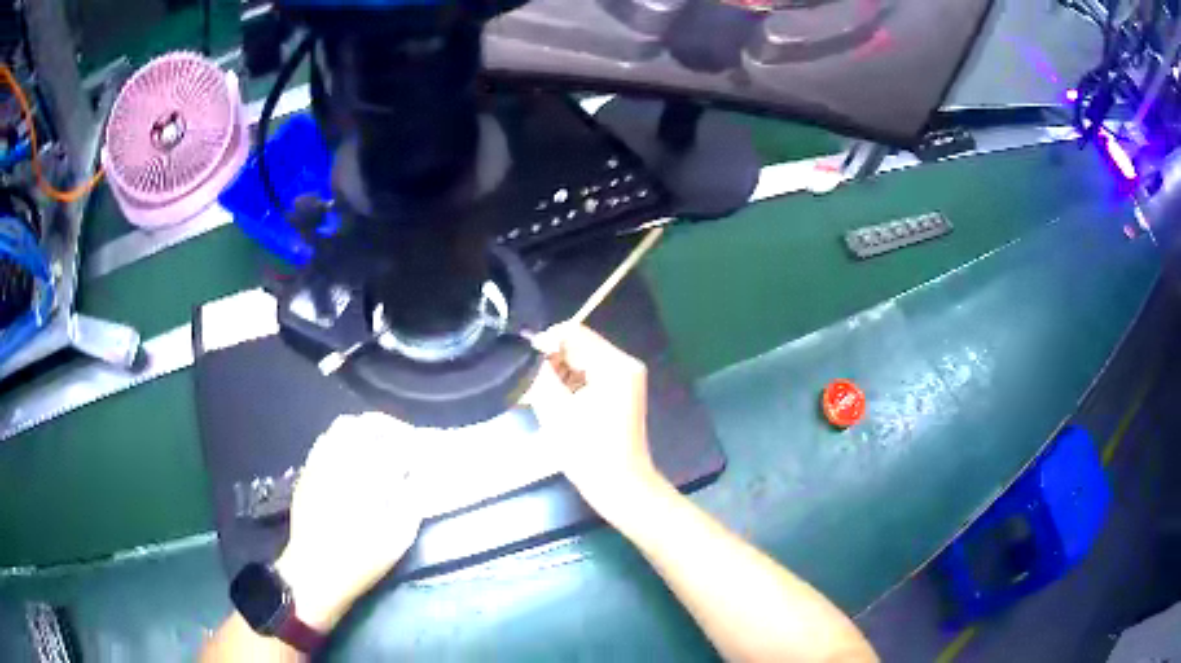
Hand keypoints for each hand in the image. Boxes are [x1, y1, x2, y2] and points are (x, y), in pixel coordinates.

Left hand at [275, 413, 423, 630]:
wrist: (314, 572)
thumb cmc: (360, 560)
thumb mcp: (398, 538)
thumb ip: (412, 502)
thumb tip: (418, 476)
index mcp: (367, 476)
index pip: (397, 444)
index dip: (414, 445)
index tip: (425, 453)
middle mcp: (341, 460)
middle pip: (367, 424)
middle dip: (390, 427)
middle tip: (404, 441)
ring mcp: (321, 462)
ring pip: (343, 427)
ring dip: (366, 430)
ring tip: (379, 445)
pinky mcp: (307, 471)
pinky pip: (325, 441)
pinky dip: (343, 440)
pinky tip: (352, 458)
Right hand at [528, 324, 661, 523]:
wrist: (620, 486)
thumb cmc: (588, 451)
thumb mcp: (556, 409)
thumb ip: (540, 373)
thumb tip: (530, 350)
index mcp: (615, 364)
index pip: (573, 333)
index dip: (544, 343)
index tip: (522, 364)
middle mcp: (624, 364)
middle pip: (578, 346)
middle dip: (550, 362)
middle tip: (527, 385)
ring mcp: (625, 379)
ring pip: (581, 362)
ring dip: (558, 375)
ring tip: (537, 397)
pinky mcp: (621, 393)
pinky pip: (589, 377)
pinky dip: (570, 386)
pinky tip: (555, 405)